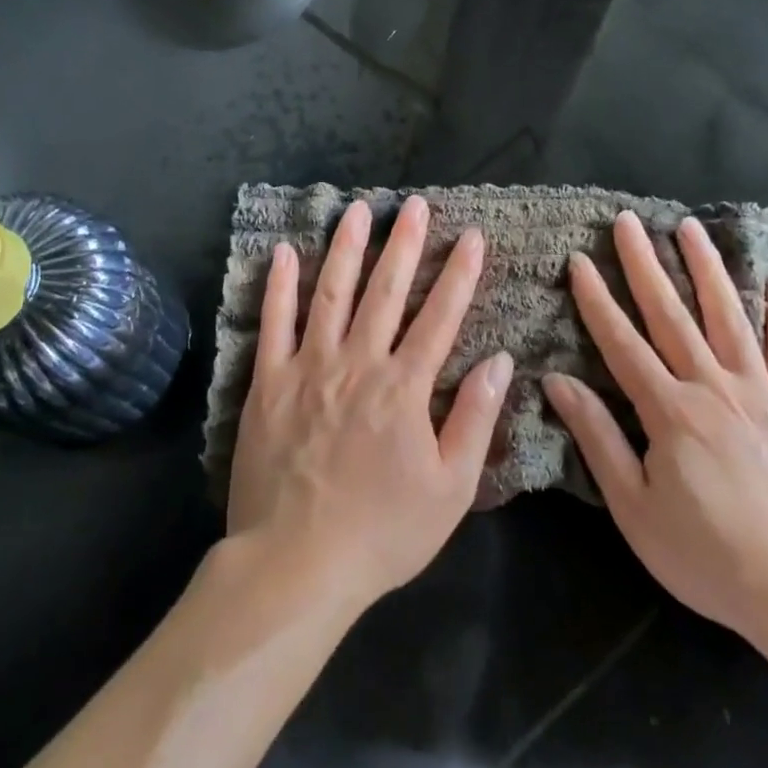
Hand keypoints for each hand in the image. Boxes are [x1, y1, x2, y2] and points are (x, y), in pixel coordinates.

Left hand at [227, 196, 513, 611]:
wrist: (297, 563)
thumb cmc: (382, 532)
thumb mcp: (450, 488)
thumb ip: (475, 419)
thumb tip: (500, 361)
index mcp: (404, 388)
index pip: (440, 317)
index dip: (460, 274)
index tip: (473, 237)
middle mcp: (358, 363)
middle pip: (386, 292)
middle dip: (405, 244)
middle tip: (416, 205)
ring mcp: (308, 367)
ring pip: (330, 293)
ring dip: (346, 248)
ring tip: (357, 210)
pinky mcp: (267, 381)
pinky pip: (273, 322)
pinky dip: (278, 284)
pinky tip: (281, 250)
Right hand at [543, 211, 767, 651]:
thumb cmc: (710, 558)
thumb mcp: (636, 509)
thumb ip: (598, 439)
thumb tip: (557, 382)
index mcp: (669, 412)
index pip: (621, 342)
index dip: (596, 300)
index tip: (579, 260)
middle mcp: (714, 388)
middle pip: (671, 314)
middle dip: (645, 264)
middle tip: (627, 221)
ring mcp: (763, 394)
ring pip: (729, 317)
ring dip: (707, 269)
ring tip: (690, 228)